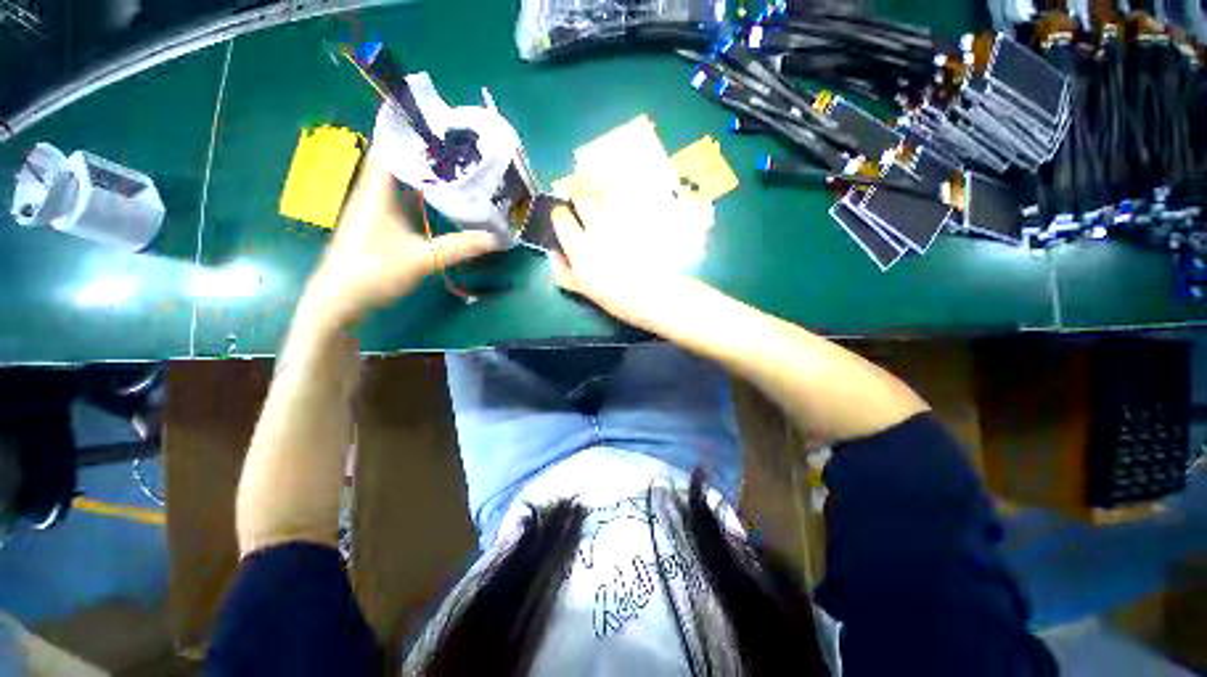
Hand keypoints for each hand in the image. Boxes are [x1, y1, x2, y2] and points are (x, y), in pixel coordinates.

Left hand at [300, 146, 498, 329]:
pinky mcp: (377, 224)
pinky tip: (437, 199)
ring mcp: (373, 209)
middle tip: (458, 148)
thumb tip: (497, 239)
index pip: (391, 146)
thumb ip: (460, 247)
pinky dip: (419, 192)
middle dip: (425, 151)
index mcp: (377, 190)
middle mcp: (372, 193)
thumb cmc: (374, 272)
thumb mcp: (423, 259)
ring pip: (399, 179)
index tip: (442, 125)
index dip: (412, 131)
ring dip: (422, 172)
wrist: (339, 301)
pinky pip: (400, 197)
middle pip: (398, 160)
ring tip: (453, 167)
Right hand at [549, 184, 690, 330]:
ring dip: (601, 194)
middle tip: (586, 210)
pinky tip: (626, 207)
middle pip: (582, 196)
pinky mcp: (642, 217)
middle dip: (581, 199)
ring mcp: (622, 220)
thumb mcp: (584, 290)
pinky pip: (629, 197)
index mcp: (579, 248)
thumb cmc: (618, 299)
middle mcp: (597, 228)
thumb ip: (564, 271)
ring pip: (605, 191)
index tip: (565, 218)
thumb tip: (553, 252)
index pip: (560, 215)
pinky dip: (624, 195)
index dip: (561, 214)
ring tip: (606, 205)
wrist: (657, 297)